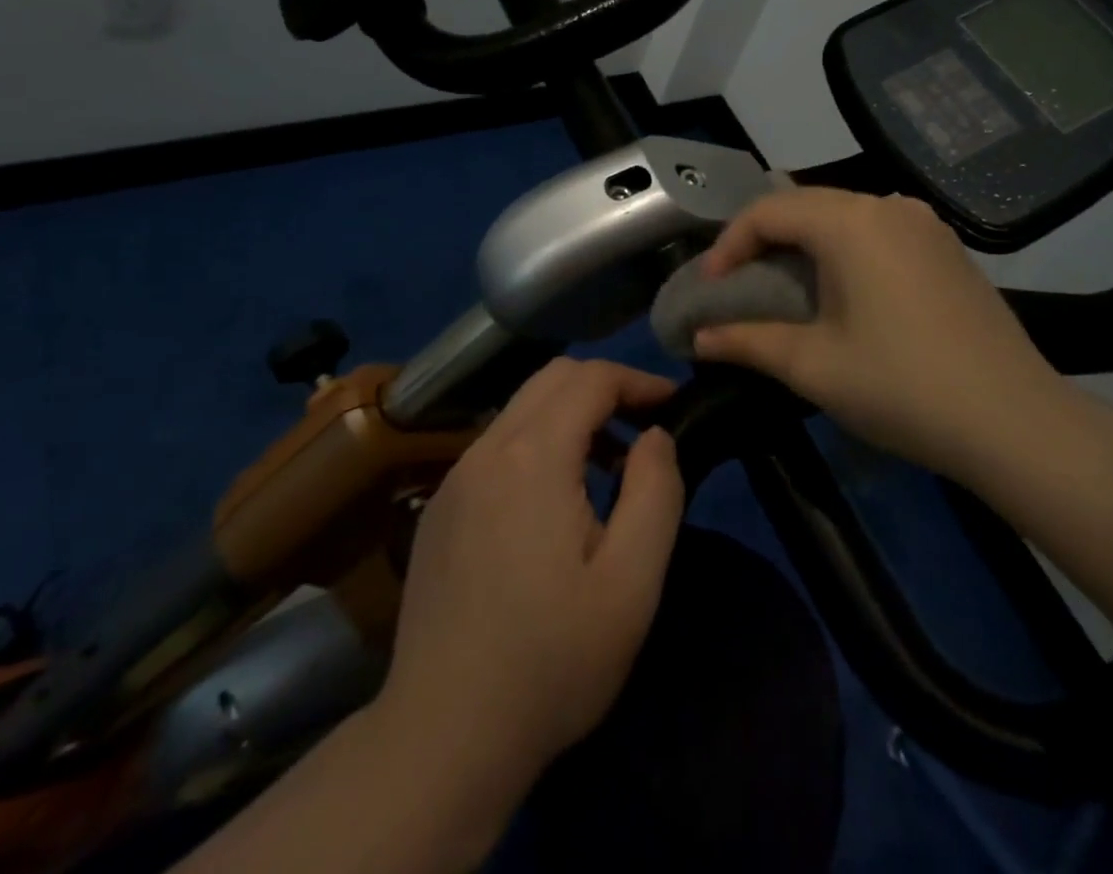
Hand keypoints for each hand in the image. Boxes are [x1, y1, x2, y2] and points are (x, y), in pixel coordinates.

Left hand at [375, 358, 684, 799]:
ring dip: (570, 416)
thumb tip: (655, 435)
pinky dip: (537, 444)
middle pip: (551, 378)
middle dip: (604, 387)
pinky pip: (497, 446)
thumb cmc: (551, 660)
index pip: (590, 378)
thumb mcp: (631, 583)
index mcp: (533, 456)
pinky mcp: (440, 507)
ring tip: (608, 467)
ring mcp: (455, 477)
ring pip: (521, 409)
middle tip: (643, 428)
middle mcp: (487, 449)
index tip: (672, 405)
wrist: (444, 734)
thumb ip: (656, 492)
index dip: (637, 379)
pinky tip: (554, 503)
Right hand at [693, 188, 1059, 468]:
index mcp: (850, 222)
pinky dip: (844, 249)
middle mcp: (888, 206)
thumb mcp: (813, 366)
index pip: (768, 211)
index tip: (710, 288)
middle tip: (738, 284)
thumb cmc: (902, 387)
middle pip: (806, 205)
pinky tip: (842, 290)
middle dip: (763, 240)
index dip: (729, 244)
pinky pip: (878, 231)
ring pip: (843, 215)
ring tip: (784, 286)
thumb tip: (698, 340)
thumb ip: (747, 342)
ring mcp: (925, 224)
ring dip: (804, 243)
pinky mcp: (948, 248)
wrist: (1016, 421)